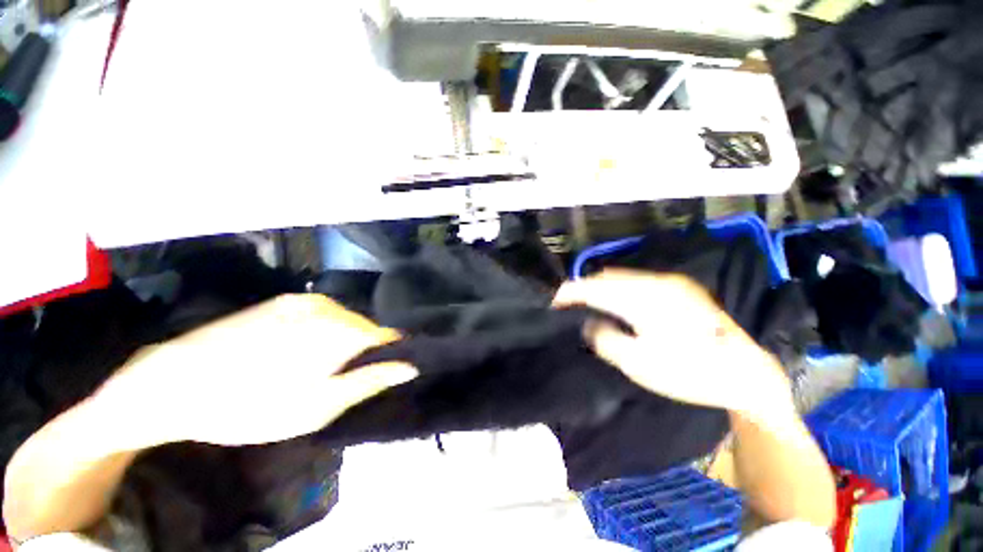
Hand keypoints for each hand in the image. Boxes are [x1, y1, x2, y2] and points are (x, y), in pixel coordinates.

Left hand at [90, 295, 416, 449]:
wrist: (173, 382)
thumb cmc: (251, 405)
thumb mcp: (319, 406)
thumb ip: (370, 381)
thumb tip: (410, 367)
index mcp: (343, 330)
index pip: (389, 336)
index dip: (390, 355)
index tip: (382, 375)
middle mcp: (331, 307)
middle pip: (366, 328)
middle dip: (363, 351)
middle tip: (342, 381)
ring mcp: (305, 300)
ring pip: (345, 321)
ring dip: (342, 343)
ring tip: (316, 369)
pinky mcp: (284, 301)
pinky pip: (323, 315)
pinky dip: (322, 333)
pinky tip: (297, 353)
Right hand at [553, 270, 791, 417]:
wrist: (746, 373)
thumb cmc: (690, 373)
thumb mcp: (638, 364)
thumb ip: (604, 338)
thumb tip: (589, 322)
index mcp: (643, 299)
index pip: (593, 287)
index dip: (569, 293)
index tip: (553, 304)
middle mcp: (655, 282)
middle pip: (605, 277)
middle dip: (583, 289)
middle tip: (569, 307)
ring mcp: (670, 282)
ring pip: (620, 277)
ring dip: (600, 288)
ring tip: (588, 305)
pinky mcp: (679, 287)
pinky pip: (636, 281)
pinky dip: (618, 288)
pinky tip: (616, 303)